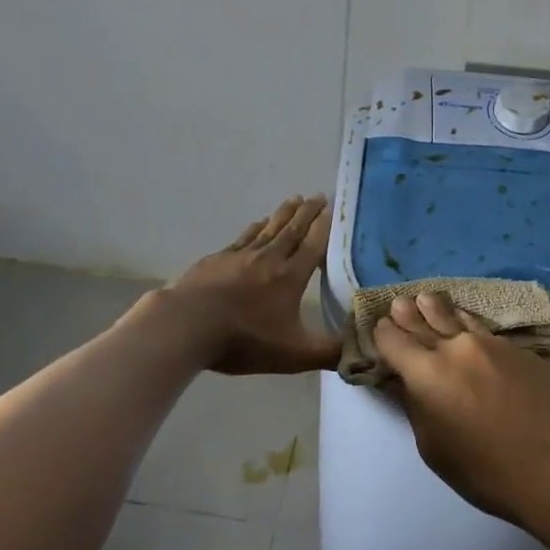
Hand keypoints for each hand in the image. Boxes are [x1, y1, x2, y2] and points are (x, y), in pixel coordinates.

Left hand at [161, 196, 339, 375]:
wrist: (188, 325)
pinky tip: (258, 223)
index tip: (332, 208)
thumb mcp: (294, 355)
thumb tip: (361, 350)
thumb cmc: (244, 339)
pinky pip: (243, 237)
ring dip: (283, 213)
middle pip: (292, 230)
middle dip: (307, 213)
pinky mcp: (217, 260)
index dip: (324, 227)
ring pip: (268, 229)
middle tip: (317, 195)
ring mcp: (240, 256)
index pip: (313, 246)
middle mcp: (269, 259)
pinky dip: (255, 227)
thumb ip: (329, 352)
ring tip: (294, 199)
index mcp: (290, 278)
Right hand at [371, 291, 549, 525]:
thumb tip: (406, 382)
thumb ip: (416, 406)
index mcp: (426, 373)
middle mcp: (455, 348)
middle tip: (399, 301)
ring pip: (457, 318)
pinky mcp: (519, 350)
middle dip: (408, 313)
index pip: (394, 342)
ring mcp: (491, 344)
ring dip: (439, 308)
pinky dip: (469, 325)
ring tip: (429, 298)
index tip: (381, 328)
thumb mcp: (433, 447)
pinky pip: (485, 331)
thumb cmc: (483, 470)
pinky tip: (468, 324)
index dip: (384, 334)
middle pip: (424, 322)